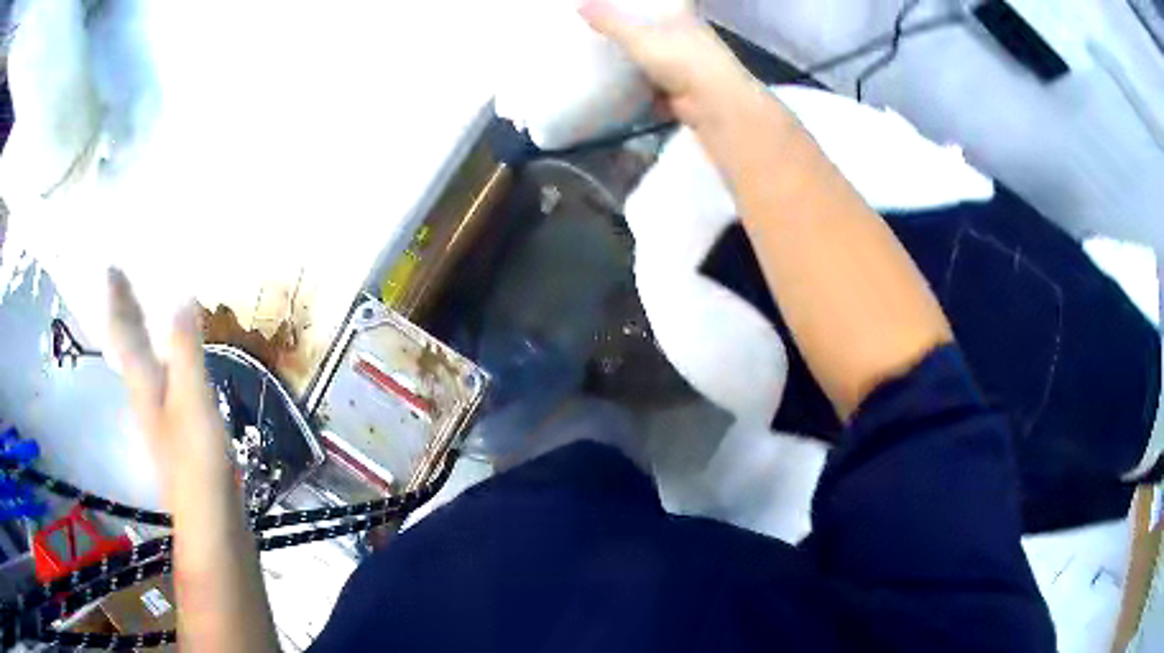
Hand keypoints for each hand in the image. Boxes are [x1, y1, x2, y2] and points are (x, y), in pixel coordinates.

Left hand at [107, 269, 230, 499]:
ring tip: (138, 310)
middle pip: (126, 345)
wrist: (208, 515)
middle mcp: (142, 392)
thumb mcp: (192, 397)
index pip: (124, 331)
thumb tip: (181, 294)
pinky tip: (163, 359)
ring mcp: (156, 413)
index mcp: (143, 381)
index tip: (111, 267)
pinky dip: (153, 355)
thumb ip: (185, 348)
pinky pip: (154, 376)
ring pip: (138, 361)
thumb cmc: (196, 457)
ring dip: (135, 332)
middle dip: (122, 312)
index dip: (118, 299)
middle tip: (120, 282)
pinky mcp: (171, 427)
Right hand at [579, 0, 757, 129]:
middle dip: (634, 36)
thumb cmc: (682, 59)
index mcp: (683, 18)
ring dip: (635, 66)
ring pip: (656, 63)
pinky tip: (616, 95)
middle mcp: (689, 40)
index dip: (640, 6)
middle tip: (598, 35)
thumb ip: (610, 22)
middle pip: (656, 34)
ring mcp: (688, 69)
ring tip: (600, 63)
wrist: (715, 104)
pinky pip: (655, 91)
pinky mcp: (683, 95)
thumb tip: (579, 5)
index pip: (660, 6)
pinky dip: (639, 94)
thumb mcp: (639, 36)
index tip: (616, 7)